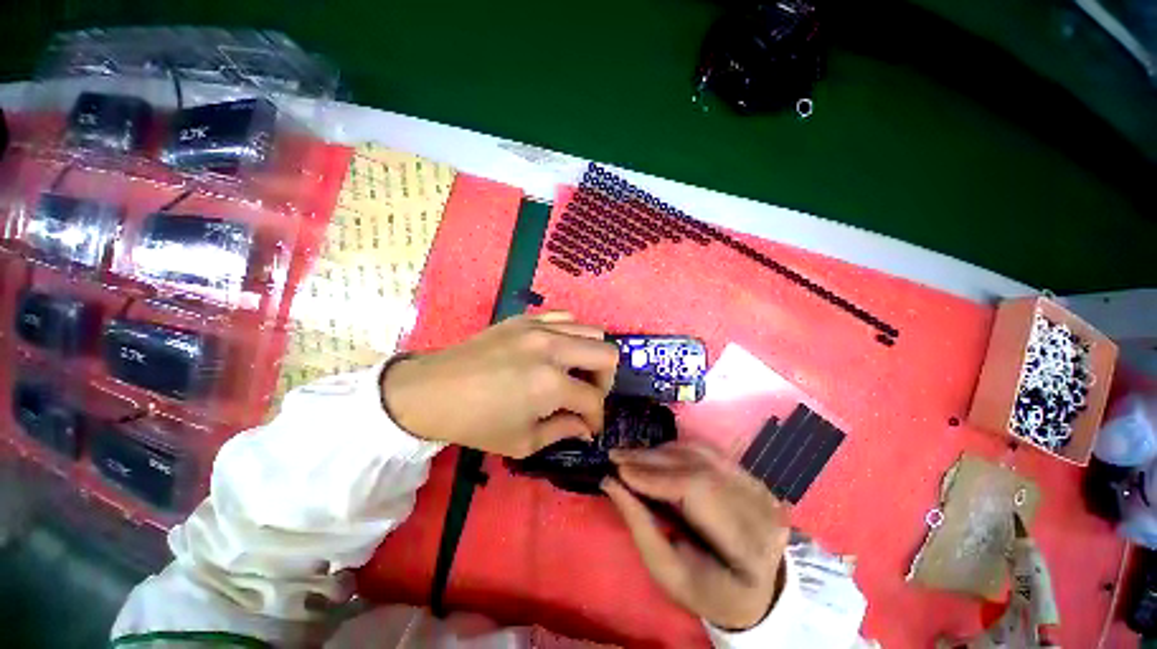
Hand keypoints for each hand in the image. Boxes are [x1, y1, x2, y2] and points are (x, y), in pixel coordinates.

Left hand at [381, 312, 618, 457]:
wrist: (433, 390)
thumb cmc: (476, 423)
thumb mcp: (522, 442)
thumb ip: (563, 432)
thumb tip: (585, 427)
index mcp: (551, 384)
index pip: (594, 399)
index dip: (596, 418)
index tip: (588, 427)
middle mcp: (553, 348)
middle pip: (607, 354)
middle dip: (604, 381)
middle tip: (587, 395)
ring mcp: (540, 327)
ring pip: (592, 331)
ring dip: (591, 356)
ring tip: (574, 371)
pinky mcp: (526, 318)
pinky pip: (565, 317)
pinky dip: (571, 334)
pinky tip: (557, 350)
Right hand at [603, 443, 788, 630]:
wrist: (757, 588)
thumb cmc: (710, 591)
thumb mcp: (671, 574)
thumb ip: (641, 526)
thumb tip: (611, 482)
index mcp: (749, 544)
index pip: (698, 491)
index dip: (655, 476)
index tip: (618, 470)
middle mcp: (760, 505)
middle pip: (698, 466)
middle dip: (651, 459)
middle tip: (616, 456)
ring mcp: (757, 485)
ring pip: (700, 453)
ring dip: (660, 452)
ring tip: (631, 456)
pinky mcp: (748, 474)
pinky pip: (706, 451)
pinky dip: (675, 450)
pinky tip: (655, 456)